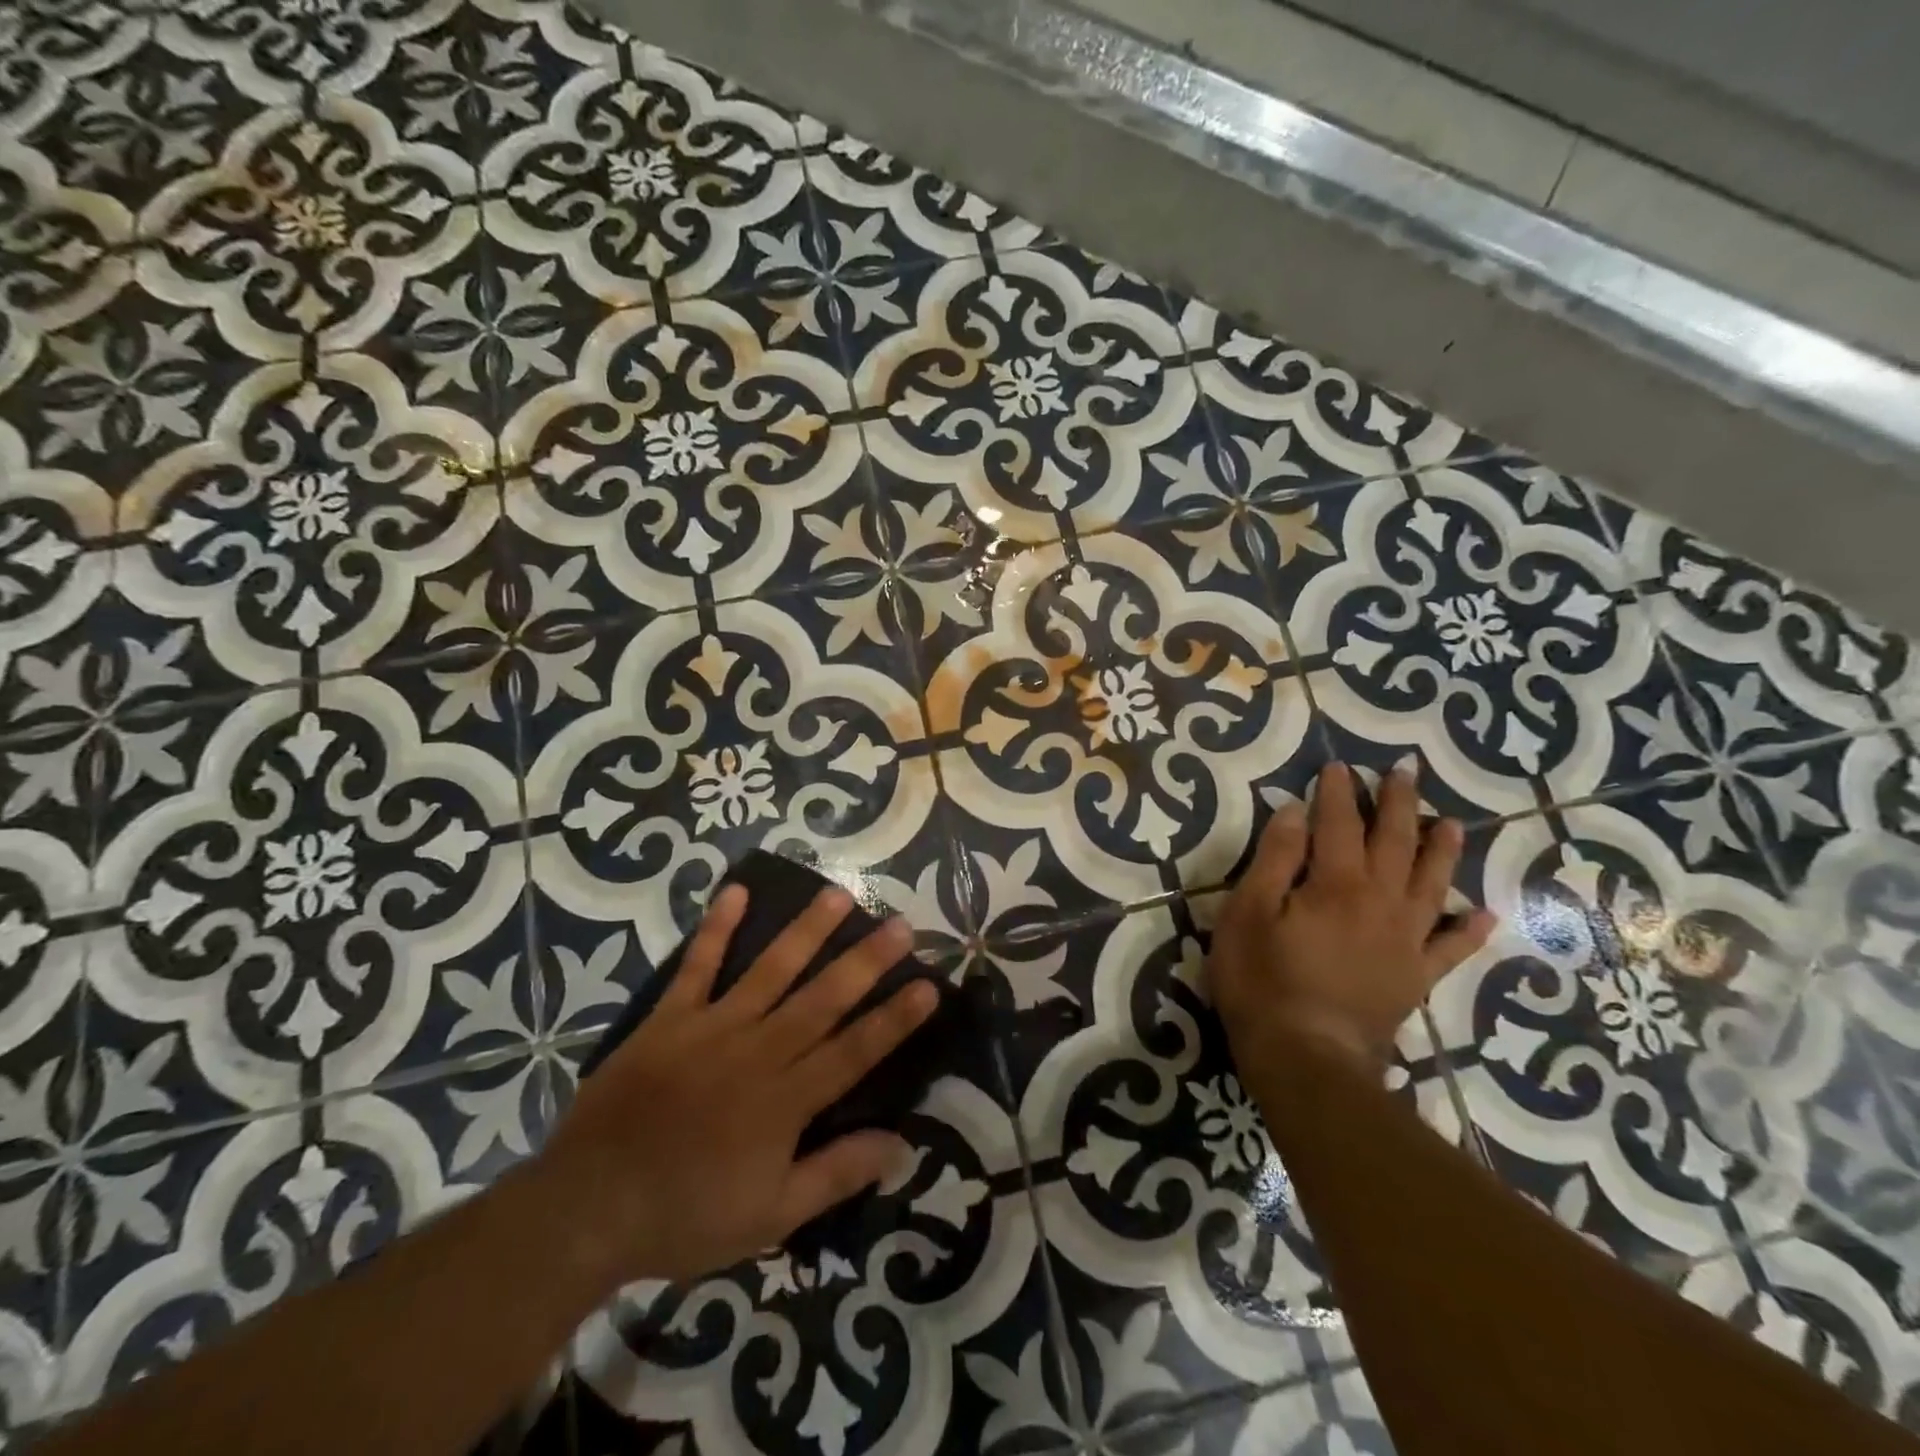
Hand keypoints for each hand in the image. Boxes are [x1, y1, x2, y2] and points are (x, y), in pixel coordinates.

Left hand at [535, 884, 935, 1288]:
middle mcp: (757, 1051)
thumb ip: (835, 1174)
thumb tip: (900, 1145)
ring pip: (770, 970)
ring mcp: (712, 1028)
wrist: (587, 1207)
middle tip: (900, 924)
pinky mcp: (670, 1018)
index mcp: (785, 1100)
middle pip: (822, 999)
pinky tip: (734, 890)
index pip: (854, 1051)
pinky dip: (716, 929)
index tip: (928, 986)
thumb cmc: (685, 1215)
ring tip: (837, 896)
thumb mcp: (771, 1217)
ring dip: (806, 931)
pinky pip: (697, 966)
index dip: (894, 1019)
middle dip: (865, 961)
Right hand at [1208, 760, 1495, 1075]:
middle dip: (1397, 805)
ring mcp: (1405, 941)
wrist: (1308, 1060)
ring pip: (1431, 884)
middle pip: (1394, 843)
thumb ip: (1275, 859)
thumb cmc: (1263, 982)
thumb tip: (1296, 811)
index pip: (1338, 824)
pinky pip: (1450, 948)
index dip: (1337, 793)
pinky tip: (1482, 913)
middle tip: (1404, 773)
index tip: (1338, 766)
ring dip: (1441, 851)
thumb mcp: (1249, 913)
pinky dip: (1468, 930)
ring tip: (1452, 823)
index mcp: (1336, 884)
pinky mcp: (1414, 978)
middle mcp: (1380, 902)